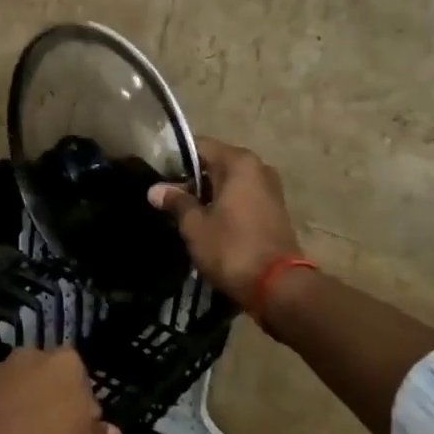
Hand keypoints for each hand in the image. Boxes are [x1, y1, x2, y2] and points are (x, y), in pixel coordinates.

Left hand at [0, 347, 121, 433]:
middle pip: (48, 376)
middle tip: (52, 433)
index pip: (82, 380)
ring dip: (23, 402)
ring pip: (19, 385)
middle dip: (51, 397)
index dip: (82, 406)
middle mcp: (32, 356)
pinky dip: (0, 412)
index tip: (79, 430)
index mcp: (67, 363)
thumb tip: (111, 433)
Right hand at [148, 138, 302, 309]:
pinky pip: (242, 199)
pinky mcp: (275, 211)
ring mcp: (270, 190)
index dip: (176, 161)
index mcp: (239, 163)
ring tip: (183, 214)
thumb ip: (177, 202)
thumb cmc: (231, 249)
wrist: (278, 286)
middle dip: (191, 180)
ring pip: (230, 184)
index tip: (158, 177)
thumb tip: (155, 189)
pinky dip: (225, 207)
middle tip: (167, 200)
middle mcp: (259, 168)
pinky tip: (208, 224)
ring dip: (208, 196)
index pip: (200, 147)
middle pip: (216, 164)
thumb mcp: (195, 226)